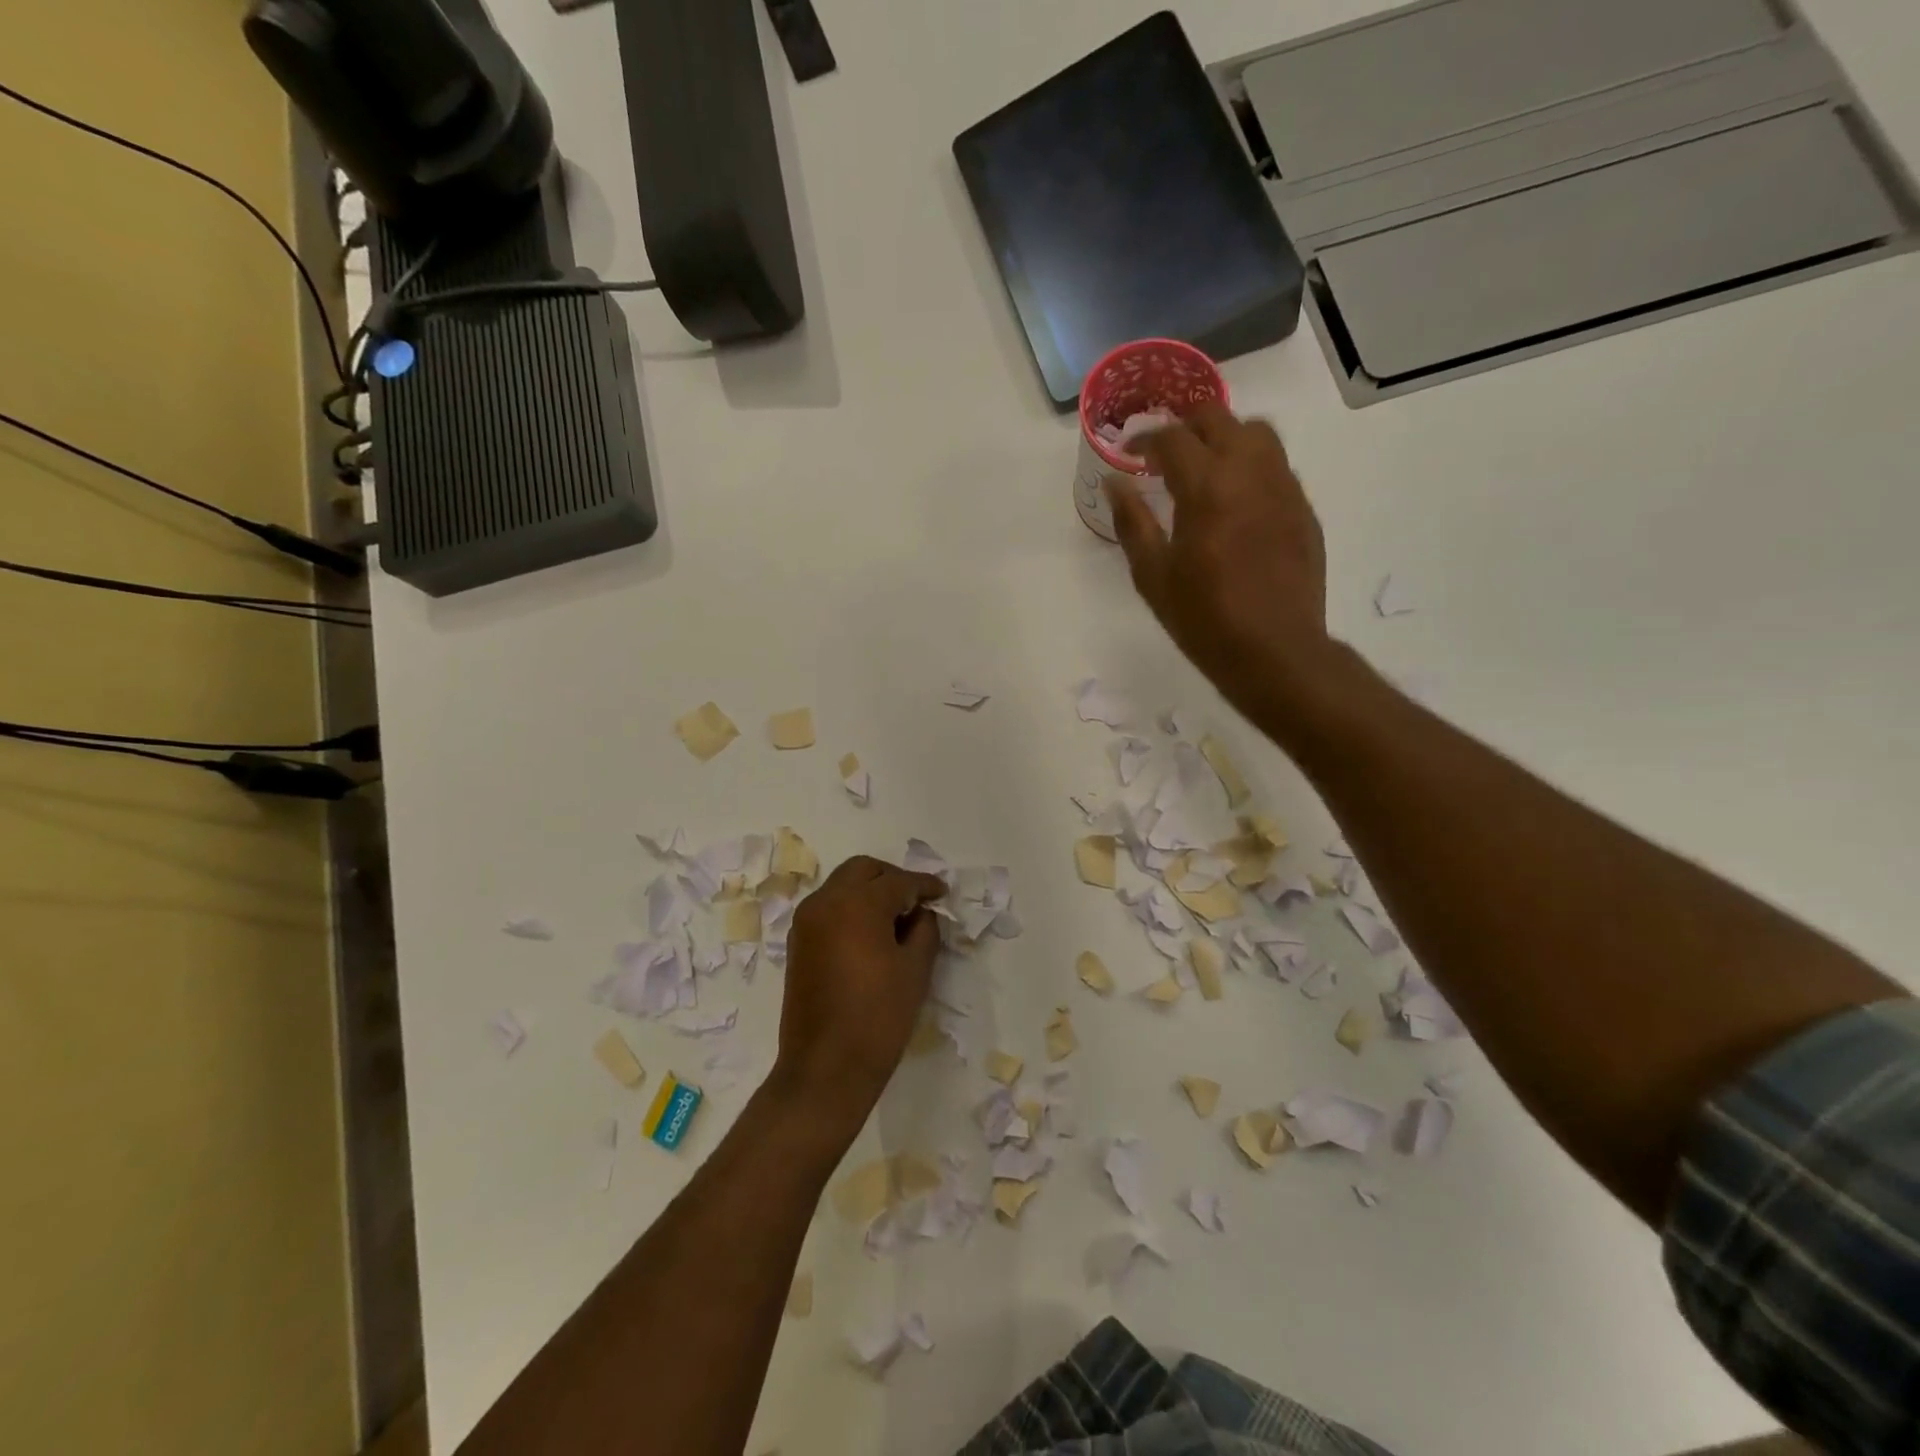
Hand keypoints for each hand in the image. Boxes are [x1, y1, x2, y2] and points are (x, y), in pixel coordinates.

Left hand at [775, 856, 946, 1126]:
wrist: (825, 1068)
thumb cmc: (879, 1017)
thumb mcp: (915, 969)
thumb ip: (924, 929)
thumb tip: (921, 913)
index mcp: (857, 903)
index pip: (898, 881)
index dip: (925, 885)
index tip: (943, 894)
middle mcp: (826, 901)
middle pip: (863, 870)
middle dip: (893, 878)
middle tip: (917, 900)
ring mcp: (807, 921)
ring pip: (842, 885)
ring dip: (869, 891)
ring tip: (896, 917)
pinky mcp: (798, 942)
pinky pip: (828, 907)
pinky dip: (851, 908)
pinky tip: (872, 932)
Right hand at [1105, 404, 1331, 718]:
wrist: (1275, 650)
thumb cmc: (1203, 618)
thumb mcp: (1152, 575)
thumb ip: (1131, 522)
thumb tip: (1113, 482)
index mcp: (1207, 487)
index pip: (1172, 438)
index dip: (1144, 439)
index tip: (1129, 452)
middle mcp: (1250, 472)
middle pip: (1218, 419)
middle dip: (1185, 426)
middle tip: (1163, 452)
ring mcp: (1284, 487)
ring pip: (1256, 433)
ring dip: (1224, 437)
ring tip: (1204, 467)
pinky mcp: (1303, 508)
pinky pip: (1276, 465)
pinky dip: (1250, 465)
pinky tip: (1235, 500)